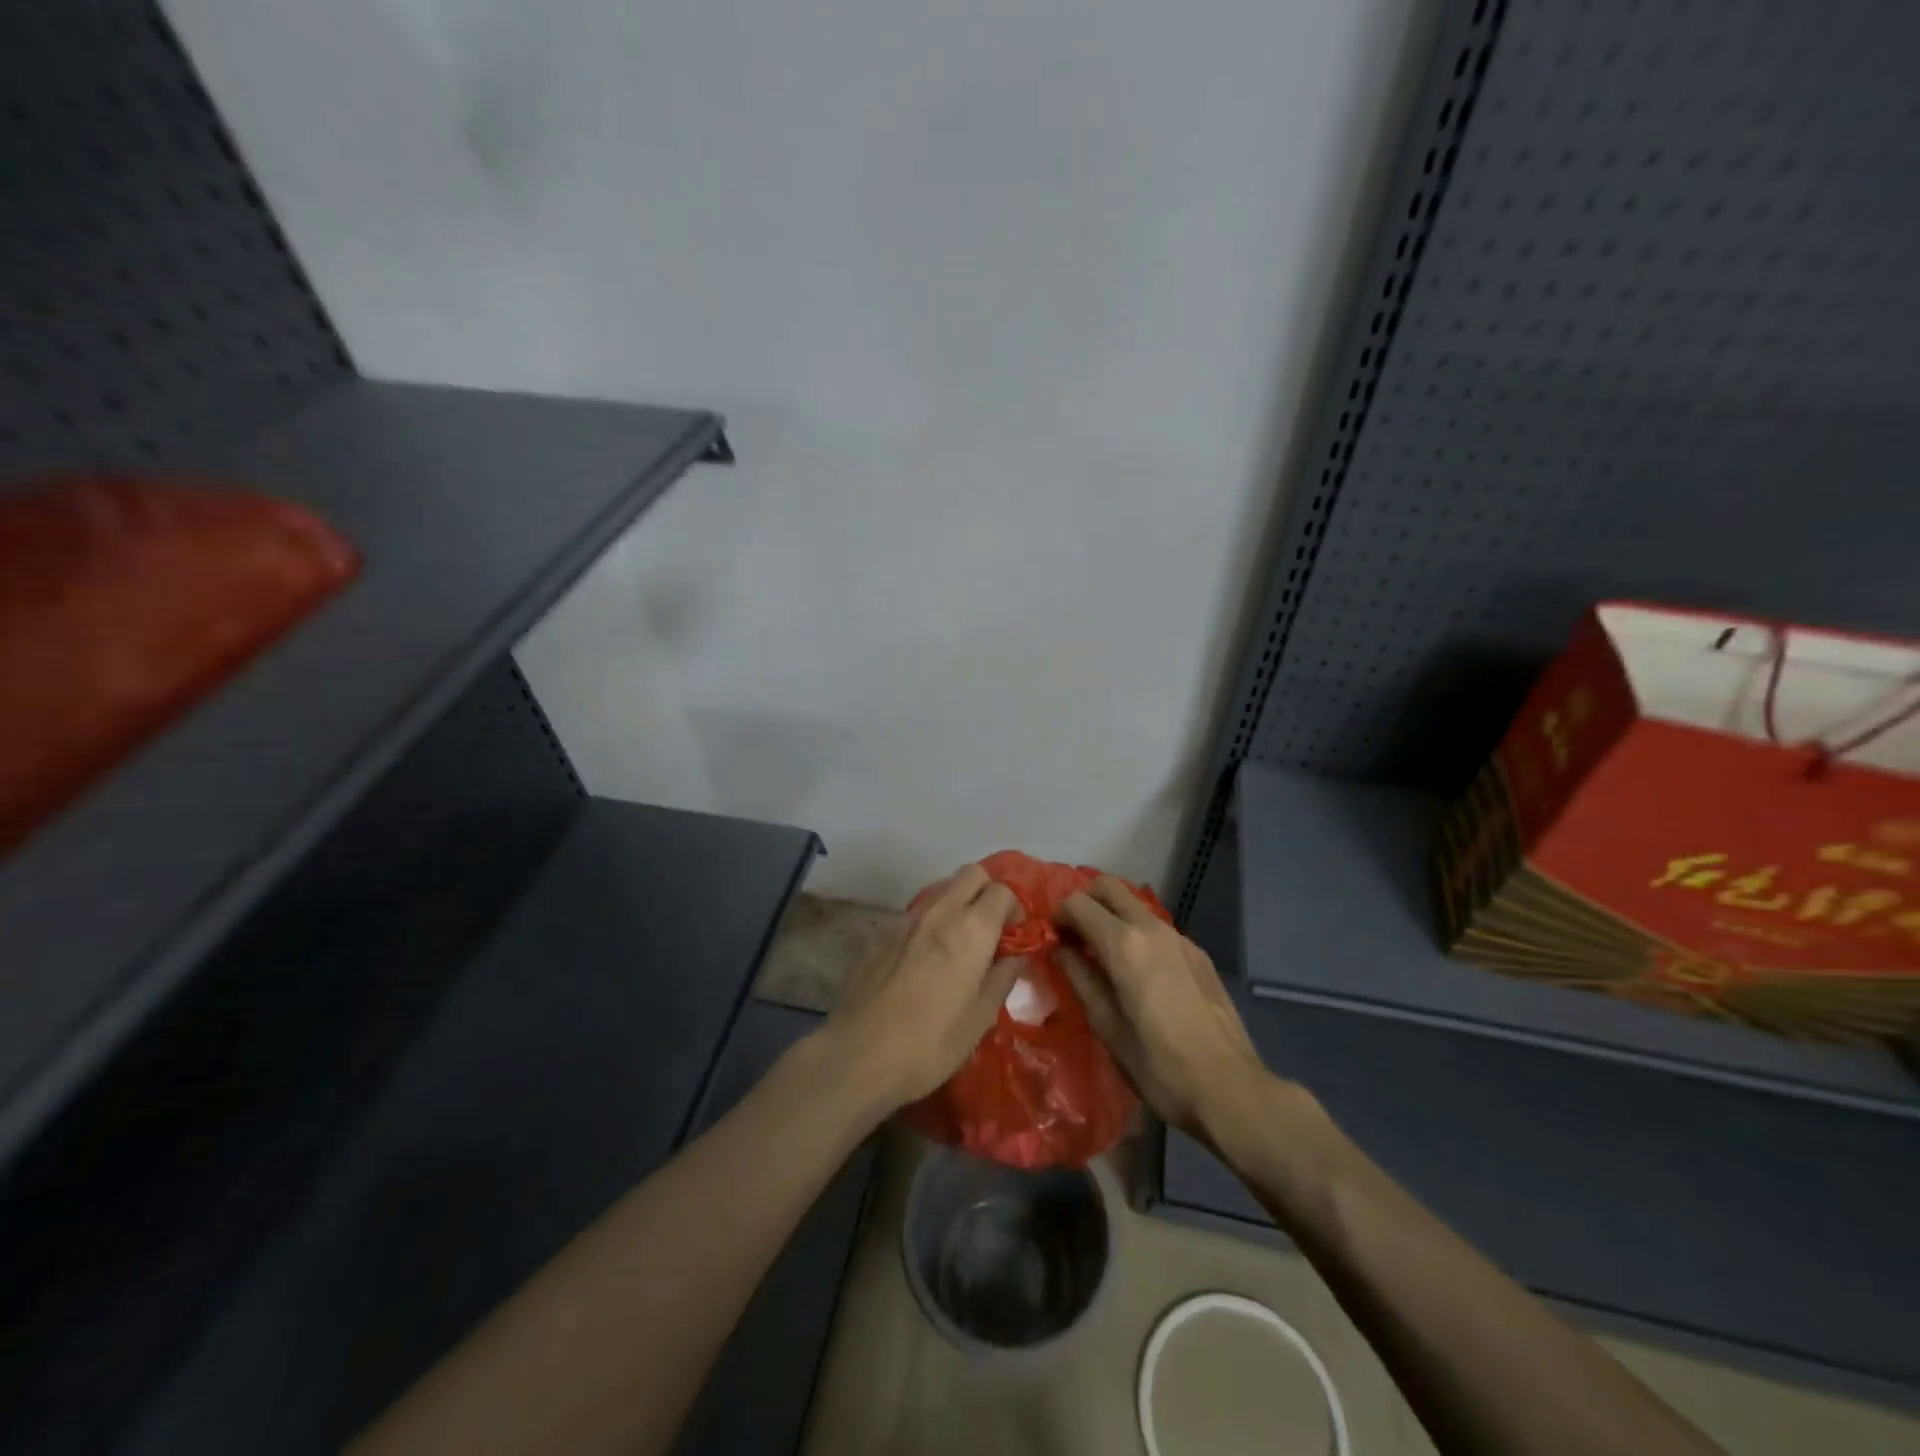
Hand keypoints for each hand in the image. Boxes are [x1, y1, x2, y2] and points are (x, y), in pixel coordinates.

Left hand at [824, 864, 1022, 1111]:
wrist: (859, 1054)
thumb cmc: (932, 1042)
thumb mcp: (980, 1018)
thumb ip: (1002, 979)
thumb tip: (1015, 957)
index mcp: (972, 929)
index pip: (1002, 891)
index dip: (1015, 907)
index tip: (1015, 934)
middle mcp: (940, 912)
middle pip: (971, 874)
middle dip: (987, 891)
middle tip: (991, 928)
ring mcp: (906, 919)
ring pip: (941, 889)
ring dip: (958, 903)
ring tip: (959, 942)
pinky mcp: (881, 933)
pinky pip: (915, 913)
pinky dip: (930, 922)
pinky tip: (925, 958)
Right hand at [1057, 877, 1268, 1139]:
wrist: (1229, 1087)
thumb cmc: (1158, 1064)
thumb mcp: (1106, 1025)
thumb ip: (1079, 978)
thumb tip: (1059, 949)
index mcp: (1124, 944)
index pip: (1078, 904)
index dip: (1058, 915)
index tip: (1050, 939)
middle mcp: (1152, 928)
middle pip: (1108, 887)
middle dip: (1084, 901)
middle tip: (1072, 934)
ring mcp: (1179, 937)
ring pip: (1134, 905)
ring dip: (1111, 916)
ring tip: (1101, 954)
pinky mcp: (1198, 953)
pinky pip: (1157, 928)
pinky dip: (1137, 934)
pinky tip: (1137, 972)